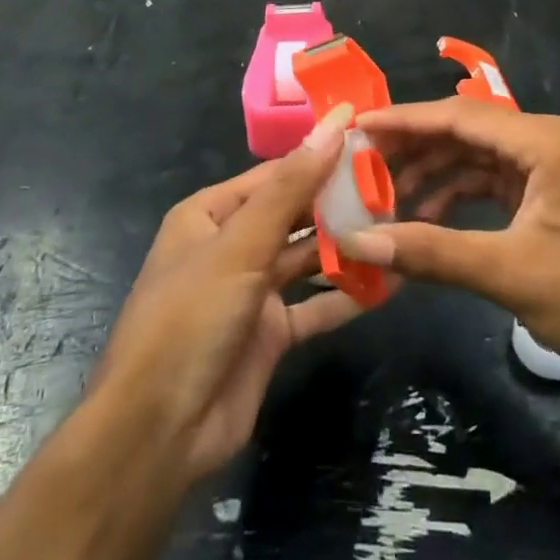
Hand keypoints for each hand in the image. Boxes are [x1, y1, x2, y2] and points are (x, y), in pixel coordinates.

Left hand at [89, 104, 364, 483]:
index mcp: (210, 215)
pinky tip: (391, 283)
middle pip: (294, 214)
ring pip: (308, 258)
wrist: (158, 433)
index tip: (370, 141)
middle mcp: (231, 246)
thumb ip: (291, 187)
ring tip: (401, 226)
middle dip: (339, 202)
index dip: (319, 156)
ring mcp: (252, 292)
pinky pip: (316, 305)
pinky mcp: (270, 334)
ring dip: (348, 246)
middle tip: (397, 185)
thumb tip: (333, 126)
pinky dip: (348, 295)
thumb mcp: (241, 245)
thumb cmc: (191, 318)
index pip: (275, 174)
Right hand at [340, 99, 559, 386]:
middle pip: (463, 132)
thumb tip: (358, 242)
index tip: (355, 125)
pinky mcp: (549, 197)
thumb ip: (432, 252)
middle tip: (359, 165)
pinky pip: (491, 183)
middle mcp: (543, 142)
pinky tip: (427, 218)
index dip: (403, 120)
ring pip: (475, 159)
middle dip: (412, 148)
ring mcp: (548, 169)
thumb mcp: (510, 272)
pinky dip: (457, 196)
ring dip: (432, 175)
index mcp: (540, 141)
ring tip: (384, 199)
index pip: (456, 116)